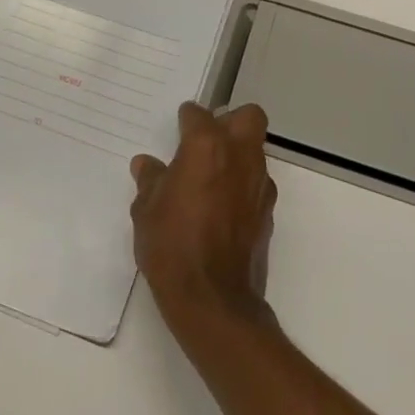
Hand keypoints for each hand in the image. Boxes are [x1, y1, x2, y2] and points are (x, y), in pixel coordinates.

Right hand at [130, 102, 277, 337]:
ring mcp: (259, 184)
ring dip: (238, 154)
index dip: (186, 119)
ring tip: (211, 178)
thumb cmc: (172, 245)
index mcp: (206, 146)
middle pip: (248, 117)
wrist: (213, 300)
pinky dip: (242, 186)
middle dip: (230, 121)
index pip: (198, 114)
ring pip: (256, 150)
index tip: (178, 129)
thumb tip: (146, 165)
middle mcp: (239, 156)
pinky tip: (222, 207)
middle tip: (207, 141)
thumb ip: (150, 181)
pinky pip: (257, 184)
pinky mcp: (268, 212)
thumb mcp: (146, 210)